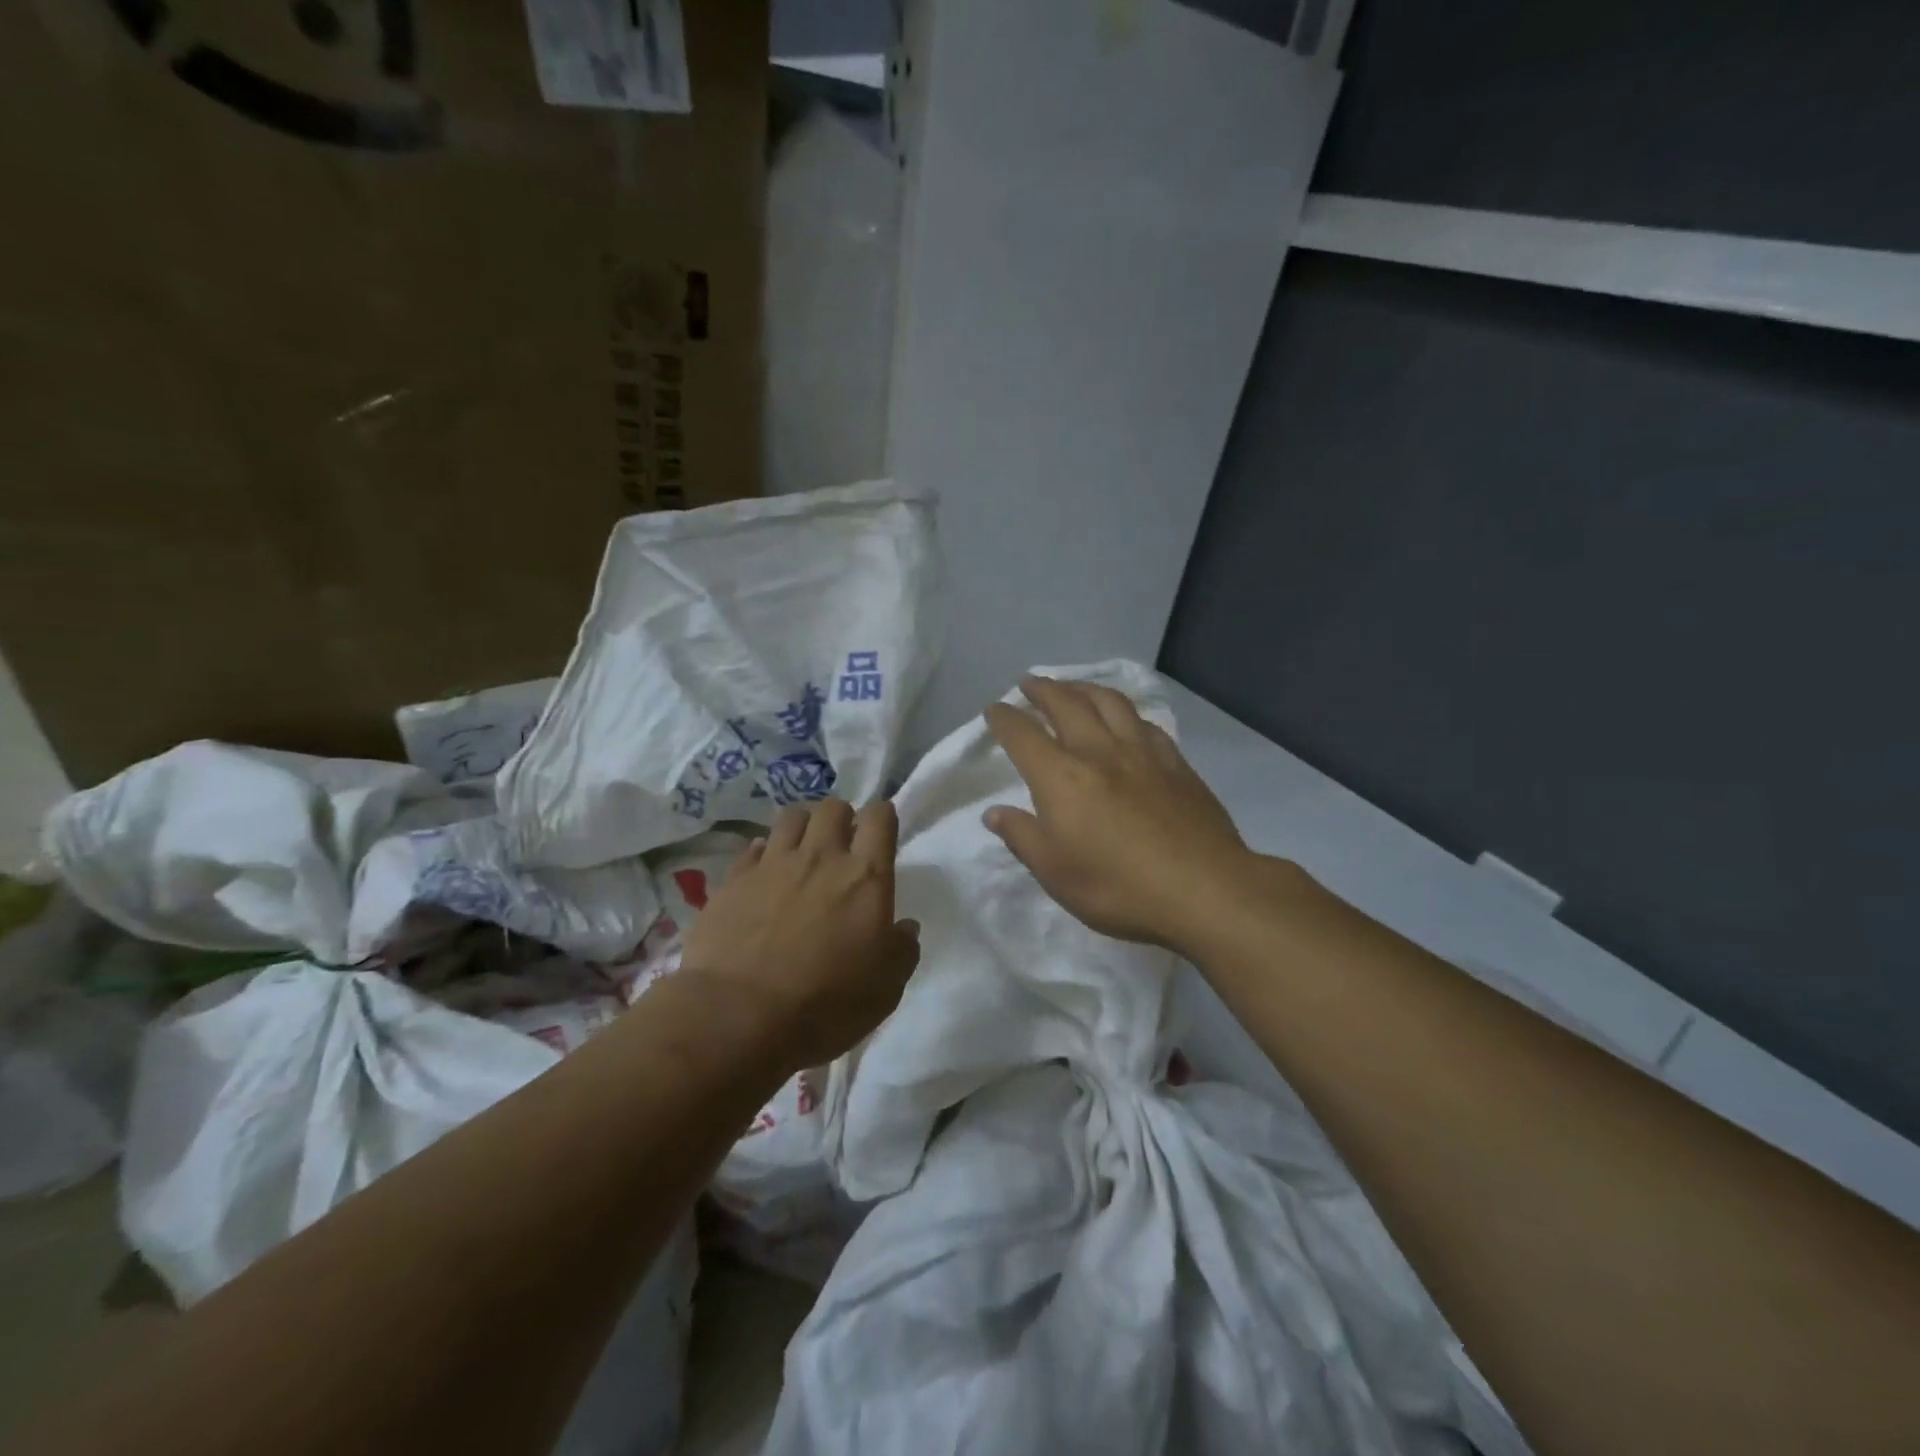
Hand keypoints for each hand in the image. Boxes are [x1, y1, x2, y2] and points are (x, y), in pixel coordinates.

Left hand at [679, 799, 920, 1069]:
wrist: (739, 1016)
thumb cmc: (825, 1004)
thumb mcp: (886, 989)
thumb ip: (902, 950)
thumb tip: (904, 927)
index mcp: (865, 877)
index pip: (880, 818)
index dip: (883, 817)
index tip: (881, 831)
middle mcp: (821, 857)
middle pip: (833, 808)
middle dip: (841, 818)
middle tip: (841, 844)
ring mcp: (773, 864)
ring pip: (791, 817)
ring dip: (803, 826)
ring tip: (803, 849)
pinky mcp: (734, 880)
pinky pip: (753, 848)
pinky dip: (764, 853)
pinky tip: (765, 871)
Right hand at [983, 676, 1251, 949]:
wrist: (1204, 889)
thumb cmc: (1118, 887)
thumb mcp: (1055, 873)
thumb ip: (1023, 837)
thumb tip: (995, 813)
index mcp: (1062, 777)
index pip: (1023, 735)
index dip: (1004, 719)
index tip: (994, 710)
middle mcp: (1099, 752)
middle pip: (1067, 704)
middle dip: (1043, 690)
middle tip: (1029, 683)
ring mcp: (1142, 752)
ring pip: (1109, 702)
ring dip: (1084, 688)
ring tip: (1072, 688)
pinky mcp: (1175, 762)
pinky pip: (1144, 722)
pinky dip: (1125, 711)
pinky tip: (1125, 719)